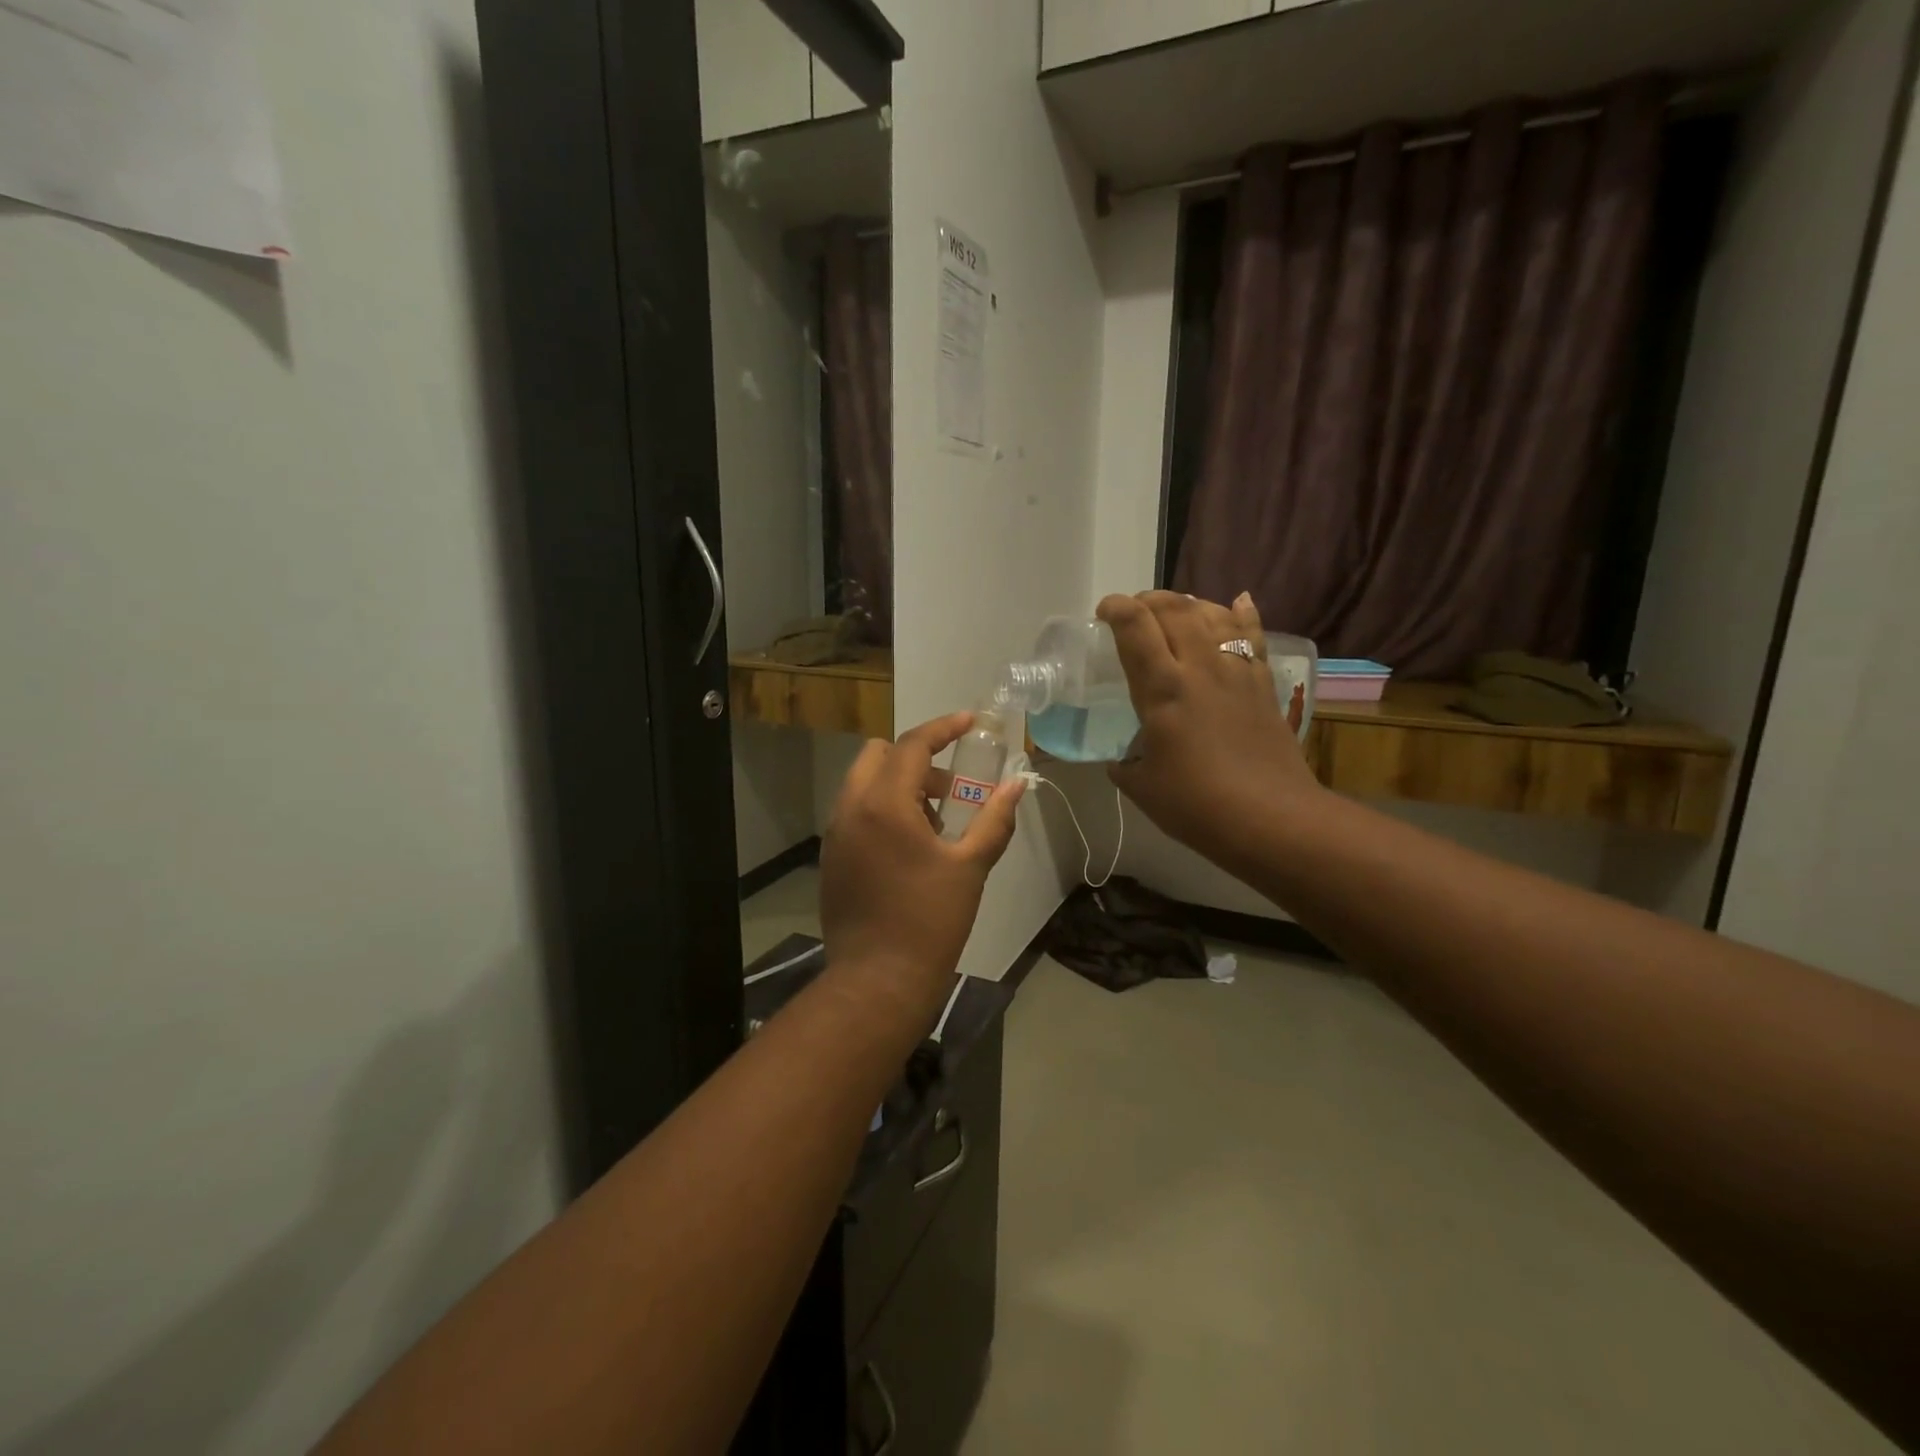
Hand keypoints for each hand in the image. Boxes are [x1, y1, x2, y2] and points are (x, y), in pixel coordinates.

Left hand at [820, 713, 1024, 1008]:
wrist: (878, 980)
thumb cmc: (930, 921)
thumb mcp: (970, 867)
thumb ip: (995, 819)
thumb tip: (1017, 785)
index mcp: (885, 803)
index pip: (912, 745)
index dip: (944, 727)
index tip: (969, 722)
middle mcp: (851, 808)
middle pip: (878, 754)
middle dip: (916, 758)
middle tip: (950, 787)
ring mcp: (835, 832)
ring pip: (864, 782)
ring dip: (899, 783)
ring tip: (935, 822)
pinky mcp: (830, 856)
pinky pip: (855, 811)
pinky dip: (882, 808)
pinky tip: (910, 847)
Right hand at [1098, 591, 1323, 862]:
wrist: (1271, 818)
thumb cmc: (1197, 805)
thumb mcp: (1142, 787)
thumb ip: (1126, 766)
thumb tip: (1121, 762)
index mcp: (1162, 689)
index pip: (1135, 628)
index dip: (1117, 608)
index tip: (1104, 611)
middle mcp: (1200, 668)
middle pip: (1175, 609)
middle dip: (1149, 600)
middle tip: (1135, 611)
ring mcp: (1236, 672)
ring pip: (1213, 615)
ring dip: (1189, 604)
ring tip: (1174, 610)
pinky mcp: (1263, 684)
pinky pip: (1253, 636)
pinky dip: (1242, 615)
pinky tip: (1238, 602)